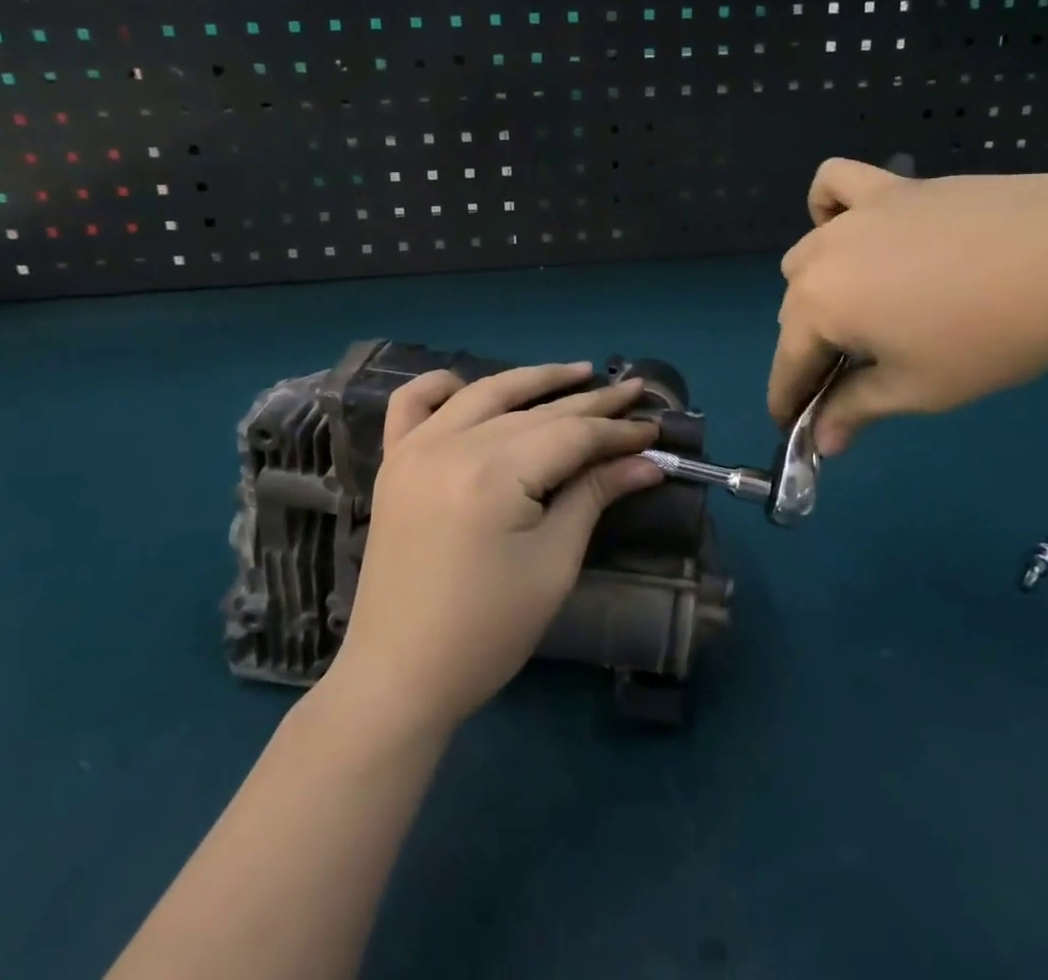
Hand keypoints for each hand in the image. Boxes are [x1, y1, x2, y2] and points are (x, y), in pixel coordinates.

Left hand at [323, 363, 663, 736]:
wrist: (399, 675)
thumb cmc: (486, 631)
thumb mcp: (553, 564)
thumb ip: (594, 497)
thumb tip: (646, 462)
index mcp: (492, 473)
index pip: (570, 435)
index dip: (616, 431)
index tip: (653, 428)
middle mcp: (451, 445)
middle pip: (535, 411)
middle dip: (590, 404)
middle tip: (633, 392)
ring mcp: (415, 450)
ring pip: (485, 394)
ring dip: (533, 380)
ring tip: (578, 372)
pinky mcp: (393, 463)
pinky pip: (412, 405)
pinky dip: (442, 386)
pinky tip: (468, 385)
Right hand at [771, 158, 1047, 453]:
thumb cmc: (990, 336)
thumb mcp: (920, 388)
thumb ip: (857, 410)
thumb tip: (822, 442)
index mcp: (819, 305)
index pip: (787, 361)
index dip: (788, 399)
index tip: (795, 426)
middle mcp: (821, 255)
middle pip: (794, 309)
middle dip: (809, 348)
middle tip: (849, 377)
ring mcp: (854, 214)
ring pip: (808, 253)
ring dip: (817, 287)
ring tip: (862, 310)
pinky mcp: (890, 187)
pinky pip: (835, 184)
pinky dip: (829, 206)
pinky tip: (852, 226)